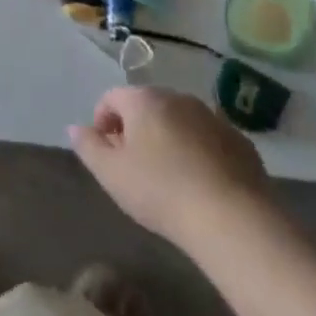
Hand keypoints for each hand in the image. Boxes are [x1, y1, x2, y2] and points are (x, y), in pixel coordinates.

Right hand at [68, 86, 269, 249]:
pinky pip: (208, 139)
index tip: (106, 154)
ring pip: (179, 121)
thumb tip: (76, 128)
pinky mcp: (239, 140)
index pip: (112, 98)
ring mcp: (212, 116)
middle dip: (136, 130)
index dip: (102, 122)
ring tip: (168, 178)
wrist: (232, 218)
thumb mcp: (111, 174)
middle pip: (147, 106)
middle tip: (134, 167)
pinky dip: (198, 152)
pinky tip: (200, 184)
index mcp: (144, 100)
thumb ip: (88, 147)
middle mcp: (177, 97)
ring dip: (168, 139)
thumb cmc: (161, 191)